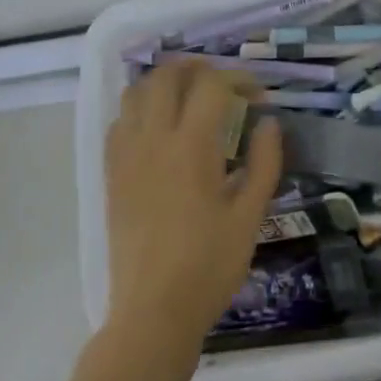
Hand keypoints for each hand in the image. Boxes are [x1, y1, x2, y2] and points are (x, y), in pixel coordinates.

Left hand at [104, 63, 283, 345]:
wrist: (153, 313)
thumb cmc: (210, 265)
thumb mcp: (251, 215)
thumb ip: (264, 162)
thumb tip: (269, 123)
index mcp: (192, 147)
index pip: (213, 85)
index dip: (240, 80)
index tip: (259, 99)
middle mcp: (153, 140)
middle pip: (166, 75)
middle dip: (198, 67)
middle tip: (224, 83)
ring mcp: (126, 156)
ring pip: (135, 92)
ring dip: (164, 82)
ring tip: (190, 95)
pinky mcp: (111, 174)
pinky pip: (119, 121)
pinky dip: (140, 108)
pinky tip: (159, 127)